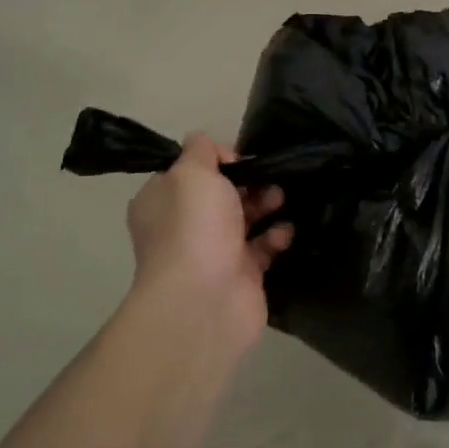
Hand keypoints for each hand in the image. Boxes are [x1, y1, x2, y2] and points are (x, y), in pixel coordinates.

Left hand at [124, 134, 292, 360]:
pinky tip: (285, 232)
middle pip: (221, 195)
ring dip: (265, 206)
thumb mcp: (191, 172)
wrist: (205, 299)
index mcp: (162, 201)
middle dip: (248, 182)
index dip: (216, 160)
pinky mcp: (242, 275)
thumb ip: (201, 151)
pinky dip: (275, 237)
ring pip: (244, 220)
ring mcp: (213, 253)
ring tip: (282, 199)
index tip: (240, 157)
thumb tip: (212, 148)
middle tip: (270, 177)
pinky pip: (262, 249)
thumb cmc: (194, 227)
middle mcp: (184, 226)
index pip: (188, 172)